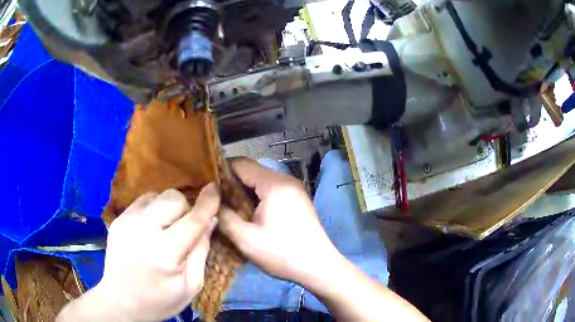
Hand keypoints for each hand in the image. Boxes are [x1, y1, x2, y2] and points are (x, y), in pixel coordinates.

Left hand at [95, 185, 218, 320]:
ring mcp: (127, 221)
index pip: (192, 220)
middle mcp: (143, 231)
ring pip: (157, 195)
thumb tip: (211, 220)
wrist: (121, 301)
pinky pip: (142, 201)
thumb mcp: (190, 285)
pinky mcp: (118, 219)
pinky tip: (151, 228)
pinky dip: (153, 208)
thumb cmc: (160, 300)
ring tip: (166, 227)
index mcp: (165, 253)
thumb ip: (201, 251)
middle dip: (186, 208)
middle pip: (173, 198)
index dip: (207, 202)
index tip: (216, 188)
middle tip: (185, 227)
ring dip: (168, 207)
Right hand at [218, 158, 340, 285]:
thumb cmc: (282, 254)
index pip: (241, 164)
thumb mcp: (246, 239)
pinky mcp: (297, 199)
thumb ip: (224, 216)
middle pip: (252, 170)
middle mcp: (285, 180)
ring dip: (244, 191)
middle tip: (216, 200)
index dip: (221, 172)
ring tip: (230, 207)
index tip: (207, 187)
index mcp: (274, 184)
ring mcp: (294, 189)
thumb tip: (212, 201)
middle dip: (231, 182)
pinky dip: (257, 196)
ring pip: (261, 180)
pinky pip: (271, 190)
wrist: (318, 266)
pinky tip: (249, 212)